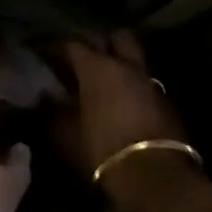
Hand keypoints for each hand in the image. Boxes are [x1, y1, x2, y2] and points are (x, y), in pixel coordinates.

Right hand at [56, 31, 190, 176]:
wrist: (154, 174)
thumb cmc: (102, 149)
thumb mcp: (67, 135)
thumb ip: (52, 113)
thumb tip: (44, 99)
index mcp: (98, 67)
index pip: (73, 45)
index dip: (57, 47)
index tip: (45, 52)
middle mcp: (126, 65)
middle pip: (117, 37)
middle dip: (103, 42)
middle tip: (87, 58)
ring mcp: (150, 80)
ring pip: (135, 59)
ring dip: (121, 65)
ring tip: (105, 81)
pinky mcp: (166, 100)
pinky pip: (146, 82)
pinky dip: (133, 86)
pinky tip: (123, 102)